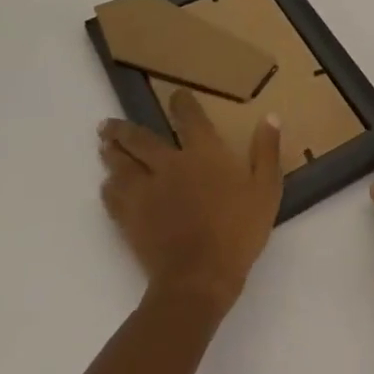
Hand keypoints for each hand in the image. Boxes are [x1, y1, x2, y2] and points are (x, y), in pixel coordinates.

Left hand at [99, 89, 282, 313]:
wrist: (199, 278)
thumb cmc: (238, 231)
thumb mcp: (266, 189)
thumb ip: (266, 151)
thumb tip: (270, 116)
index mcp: (203, 153)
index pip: (189, 118)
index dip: (181, 103)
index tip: (175, 95)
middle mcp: (170, 164)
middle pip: (141, 140)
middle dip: (125, 129)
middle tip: (108, 123)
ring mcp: (146, 191)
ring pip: (122, 164)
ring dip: (112, 152)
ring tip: (103, 144)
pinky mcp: (131, 218)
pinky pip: (113, 197)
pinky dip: (108, 188)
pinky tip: (106, 185)